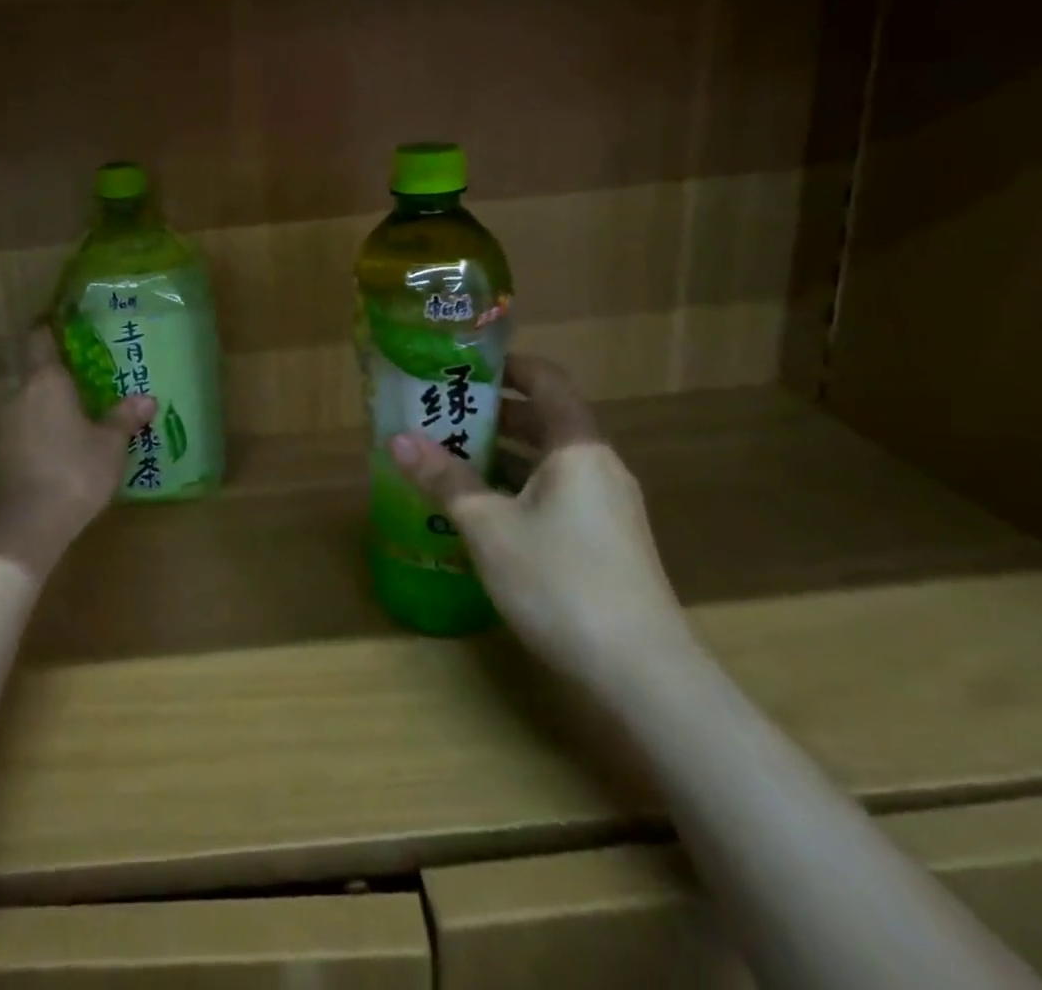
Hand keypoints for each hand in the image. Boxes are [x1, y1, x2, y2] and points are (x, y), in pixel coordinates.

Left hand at [0, 327, 156, 578]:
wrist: (28, 525)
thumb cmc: (75, 472)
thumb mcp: (110, 445)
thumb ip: (124, 418)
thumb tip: (147, 399)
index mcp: (46, 380)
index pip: (40, 338)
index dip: (50, 329)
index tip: (67, 327)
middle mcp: (19, 393)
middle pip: (35, 371)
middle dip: (58, 374)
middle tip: (86, 379)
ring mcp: (3, 422)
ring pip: (27, 401)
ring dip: (46, 404)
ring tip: (74, 413)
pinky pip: (21, 426)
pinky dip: (37, 428)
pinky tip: (57, 443)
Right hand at [389, 356, 687, 685]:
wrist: (643, 675)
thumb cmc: (561, 581)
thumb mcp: (489, 527)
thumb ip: (445, 479)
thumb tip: (398, 439)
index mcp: (578, 447)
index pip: (547, 380)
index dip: (508, 365)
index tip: (464, 366)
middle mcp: (598, 466)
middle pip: (545, 419)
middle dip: (493, 412)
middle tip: (440, 410)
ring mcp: (606, 506)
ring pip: (547, 460)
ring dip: (501, 453)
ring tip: (449, 454)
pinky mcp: (605, 541)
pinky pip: (555, 492)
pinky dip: (517, 486)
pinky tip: (481, 508)